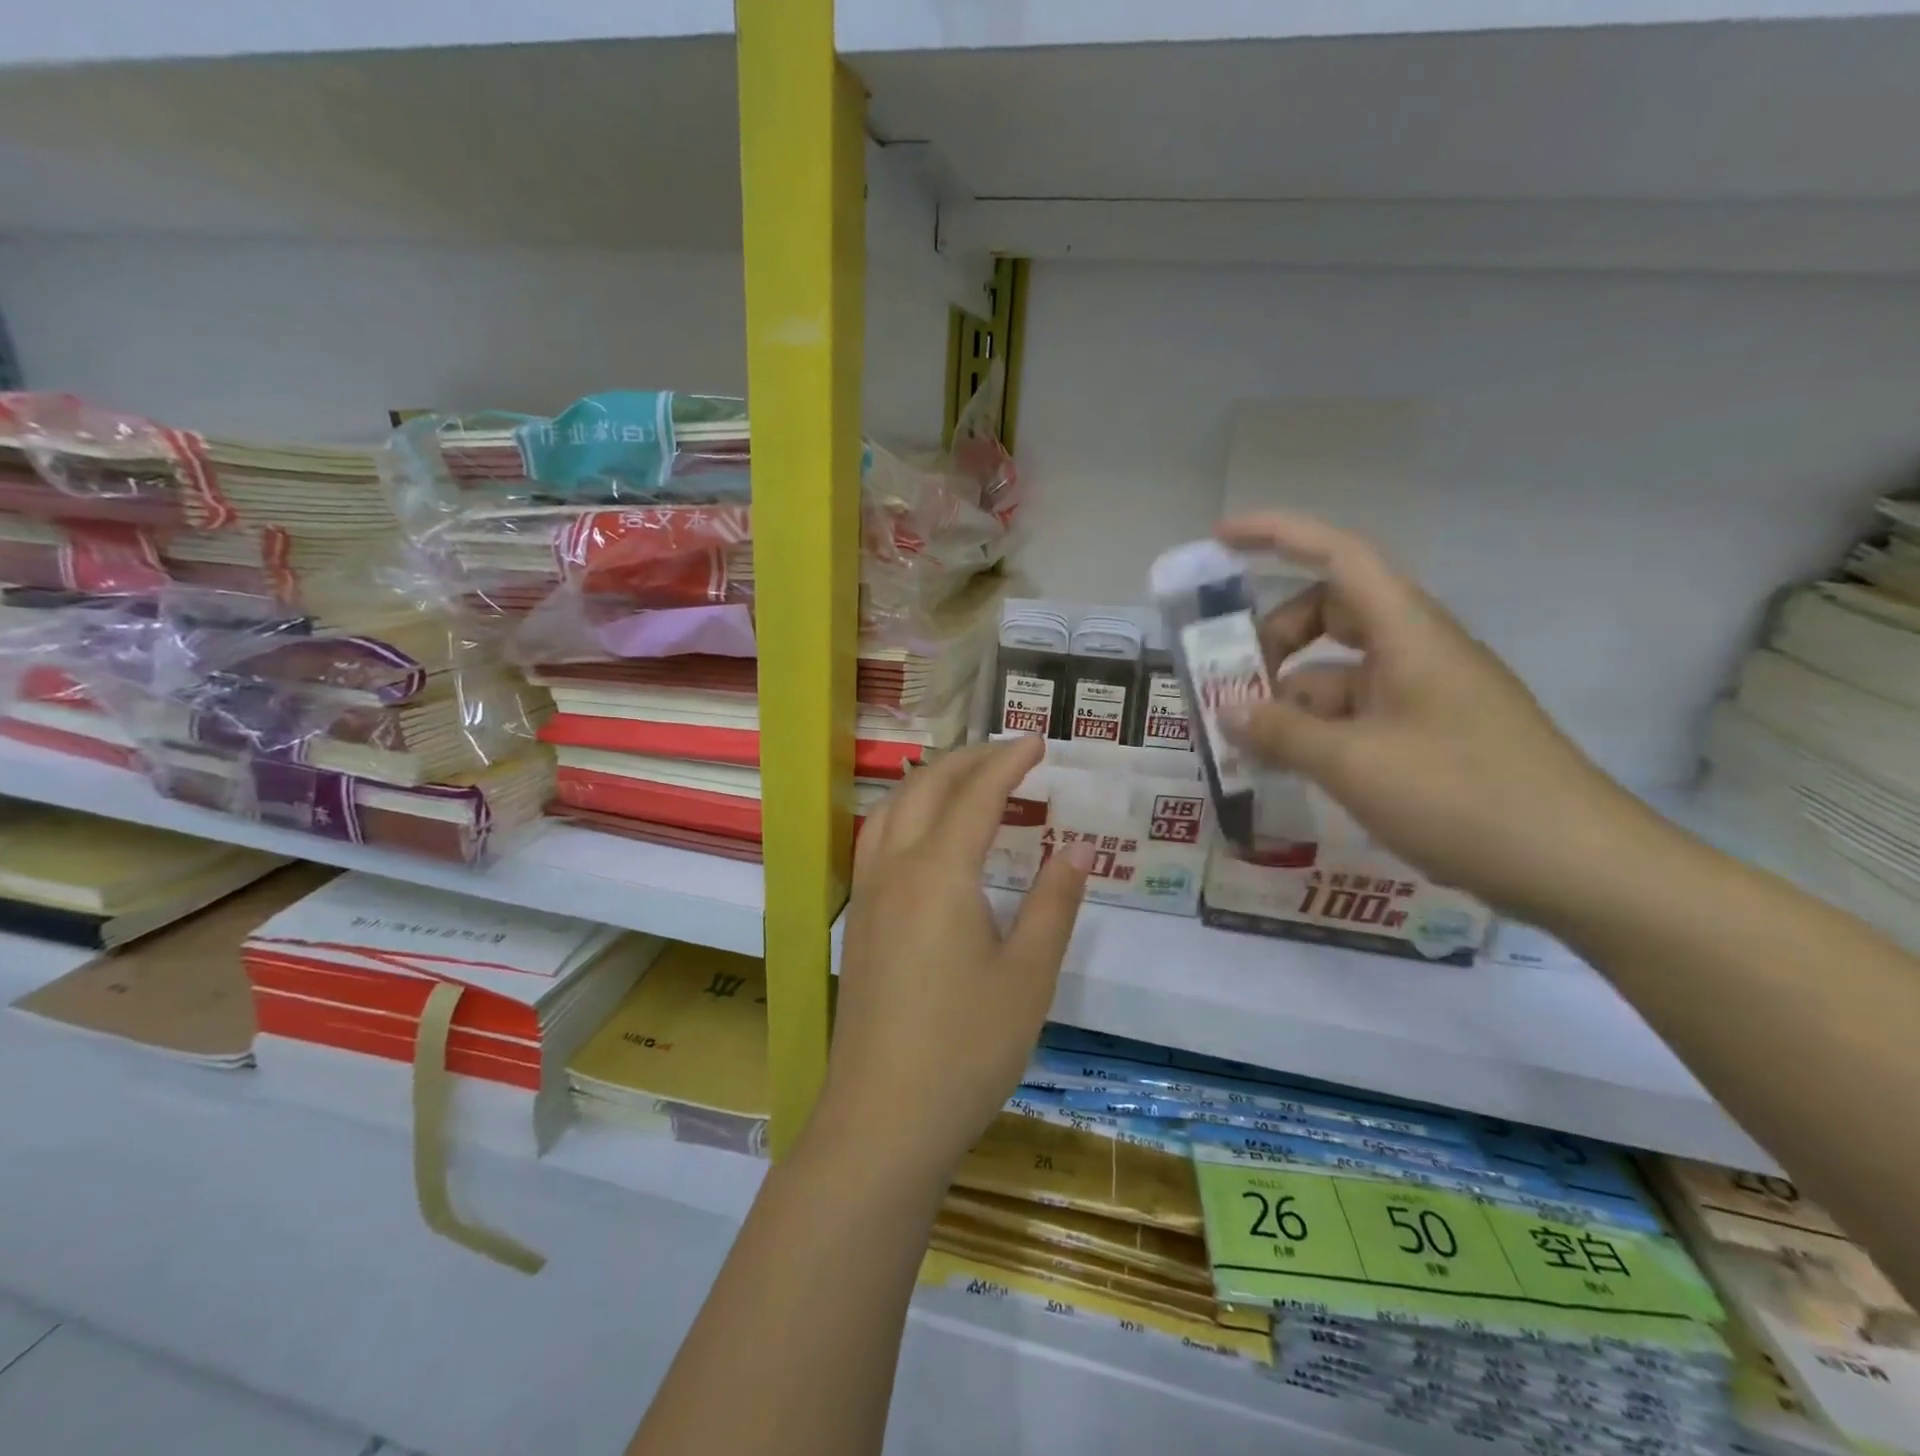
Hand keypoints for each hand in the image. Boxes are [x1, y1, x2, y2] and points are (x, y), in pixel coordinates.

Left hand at [814, 737, 1091, 1183]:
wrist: (883, 1120)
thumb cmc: (966, 1049)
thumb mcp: (1028, 977)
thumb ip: (1053, 906)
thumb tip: (1076, 851)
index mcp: (939, 874)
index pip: (976, 795)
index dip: (1008, 763)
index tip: (1037, 743)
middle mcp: (895, 870)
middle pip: (926, 789)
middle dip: (968, 760)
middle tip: (1009, 755)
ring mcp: (868, 895)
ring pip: (891, 809)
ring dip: (930, 781)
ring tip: (967, 781)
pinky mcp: (859, 922)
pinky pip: (877, 839)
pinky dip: (905, 812)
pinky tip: (925, 835)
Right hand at [1215, 513, 1653, 922]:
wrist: (1579, 867)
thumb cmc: (1464, 798)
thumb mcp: (1355, 764)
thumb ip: (1282, 733)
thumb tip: (1227, 713)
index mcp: (1407, 634)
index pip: (1338, 556)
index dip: (1277, 535)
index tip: (1221, 540)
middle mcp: (1416, 651)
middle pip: (1330, 614)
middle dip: (1273, 640)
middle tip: (1230, 687)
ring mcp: (1424, 695)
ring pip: (1338, 673)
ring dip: (1289, 698)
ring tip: (1247, 745)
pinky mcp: (1430, 735)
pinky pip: (1356, 714)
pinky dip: (1316, 731)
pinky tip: (1289, 769)